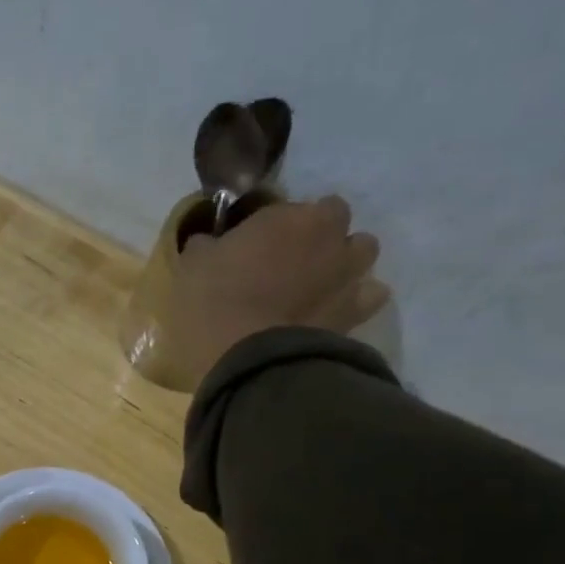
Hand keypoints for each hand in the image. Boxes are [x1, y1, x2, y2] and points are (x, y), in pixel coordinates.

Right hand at [165, 195, 388, 386]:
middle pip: (336, 220)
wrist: (250, 359)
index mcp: (289, 217)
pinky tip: (334, 310)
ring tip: (317, 281)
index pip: (292, 205)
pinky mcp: (357, 312)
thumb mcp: (193, 266)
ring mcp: (348, 274)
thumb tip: (210, 241)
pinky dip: (357, 298)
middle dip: (319, 233)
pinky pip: (371, 295)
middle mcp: (329, 236)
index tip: (258, 242)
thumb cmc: (214, 303)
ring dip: (344, 259)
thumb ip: (208, 246)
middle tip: (289, 259)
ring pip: (363, 252)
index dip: (277, 223)